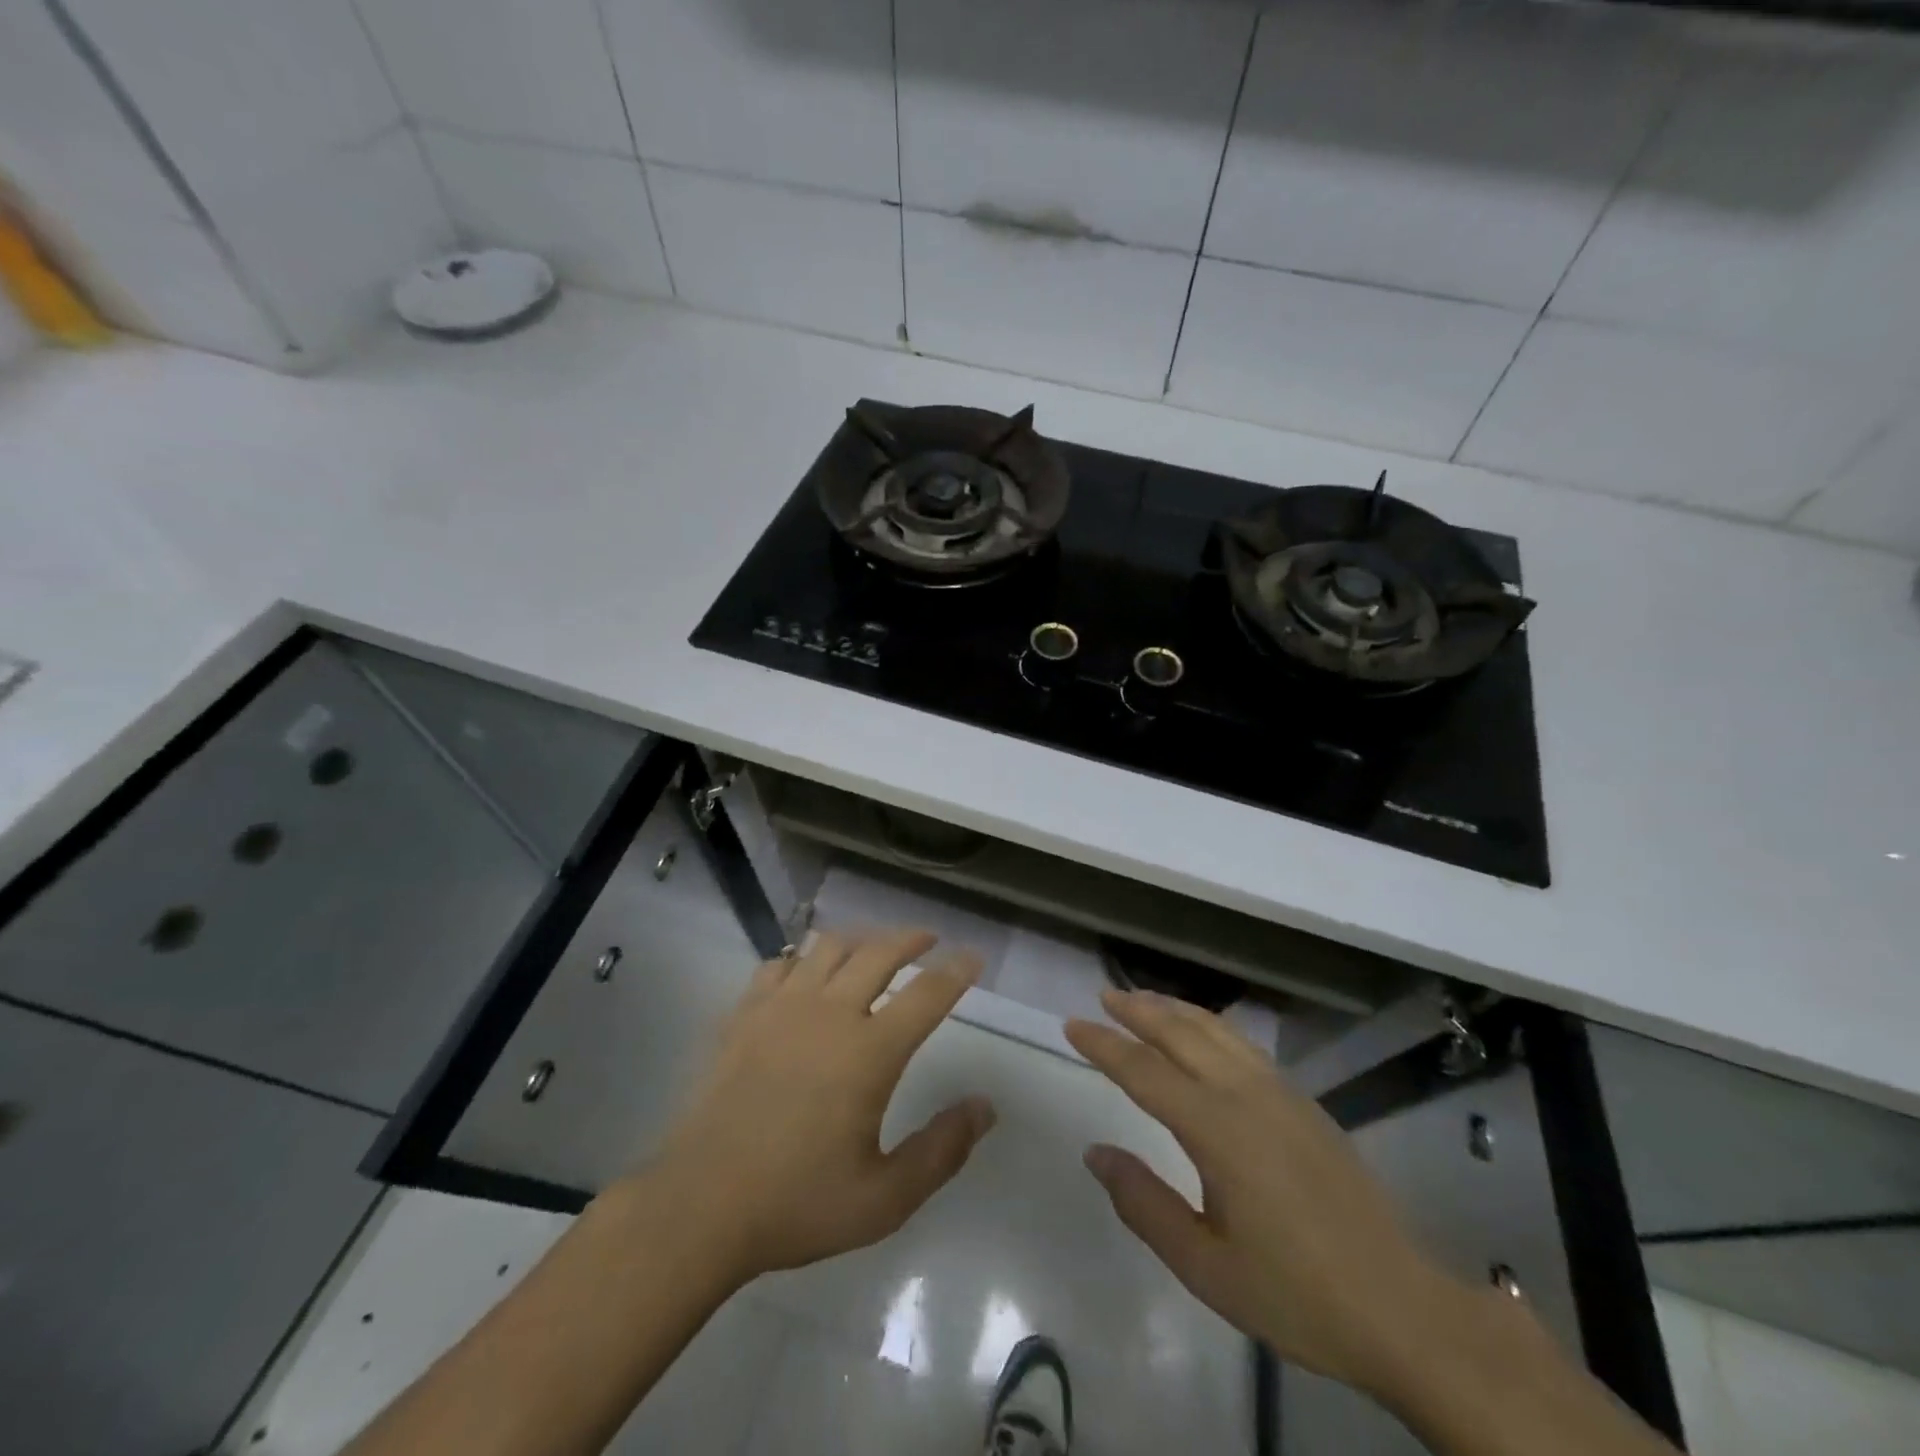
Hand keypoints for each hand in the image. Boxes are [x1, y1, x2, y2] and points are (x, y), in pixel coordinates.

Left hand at [639, 929, 995, 1284]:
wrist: (700, 1206)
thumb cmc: (798, 1203)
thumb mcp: (885, 1198)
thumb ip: (942, 1150)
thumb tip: (985, 1107)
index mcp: (869, 1052)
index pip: (927, 994)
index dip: (956, 971)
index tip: (973, 956)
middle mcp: (829, 1014)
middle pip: (879, 953)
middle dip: (910, 939)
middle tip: (928, 939)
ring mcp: (781, 1008)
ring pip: (828, 947)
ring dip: (859, 939)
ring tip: (872, 947)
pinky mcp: (743, 1016)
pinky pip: (778, 965)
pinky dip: (801, 959)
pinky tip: (804, 973)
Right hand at [1066, 989, 1459, 1396]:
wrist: (1402, 1308)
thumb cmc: (1297, 1293)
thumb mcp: (1206, 1266)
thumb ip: (1144, 1204)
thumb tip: (1096, 1153)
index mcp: (1217, 1129)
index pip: (1144, 1071)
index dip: (1104, 1046)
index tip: (1072, 1025)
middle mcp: (1246, 1094)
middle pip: (1181, 1033)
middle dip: (1138, 1010)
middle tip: (1104, 996)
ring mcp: (1281, 1093)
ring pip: (1217, 1030)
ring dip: (1175, 1009)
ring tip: (1144, 1000)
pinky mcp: (1305, 1102)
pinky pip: (1243, 1044)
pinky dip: (1210, 1025)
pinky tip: (1204, 1033)